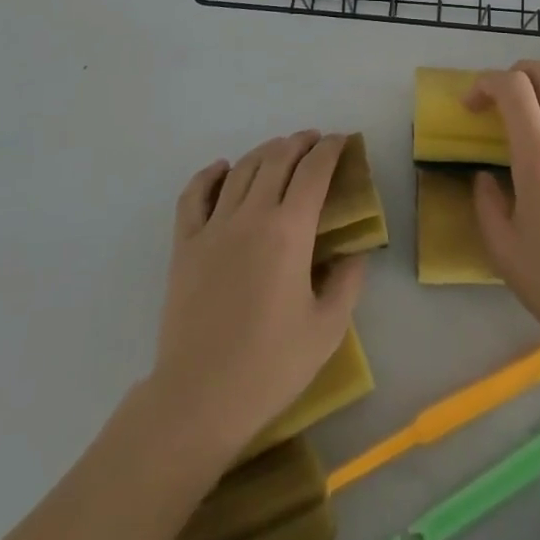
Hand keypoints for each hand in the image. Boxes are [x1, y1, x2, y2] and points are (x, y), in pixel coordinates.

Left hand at [145, 132, 366, 464]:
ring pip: (241, 169)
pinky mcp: (185, 244)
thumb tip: (355, 251)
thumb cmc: (270, 367)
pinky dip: (210, 174)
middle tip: (315, 142)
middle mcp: (253, 216)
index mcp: (290, 232)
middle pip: (277, 159)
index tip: (341, 140)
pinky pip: (195, 194)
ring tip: (280, 151)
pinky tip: (223, 168)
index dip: (330, 149)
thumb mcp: (327, 330)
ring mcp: (214, 227)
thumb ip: (347, 282)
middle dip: (300, 142)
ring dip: (265, 151)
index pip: (314, 171)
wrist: (198, 399)